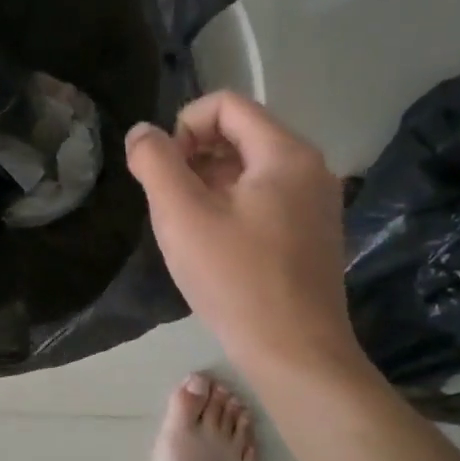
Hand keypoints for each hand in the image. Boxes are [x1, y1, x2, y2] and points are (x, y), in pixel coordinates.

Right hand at [126, 92, 358, 378]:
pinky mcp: (313, 234)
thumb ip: (155, 162)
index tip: (165, 170)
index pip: (226, 105)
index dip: (184, 126)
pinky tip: (215, 245)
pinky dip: (232, 205)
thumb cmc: (236, 280)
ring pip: (251, 169)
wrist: (296, 355)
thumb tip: (143, 132)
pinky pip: (266, 198)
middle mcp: (310, 169)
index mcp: (286, 153)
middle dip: (195, 156)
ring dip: (210, 183)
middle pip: (241, 133)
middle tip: (171, 200)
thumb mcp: (182, 215)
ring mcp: (317, 203)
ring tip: (188, 225)